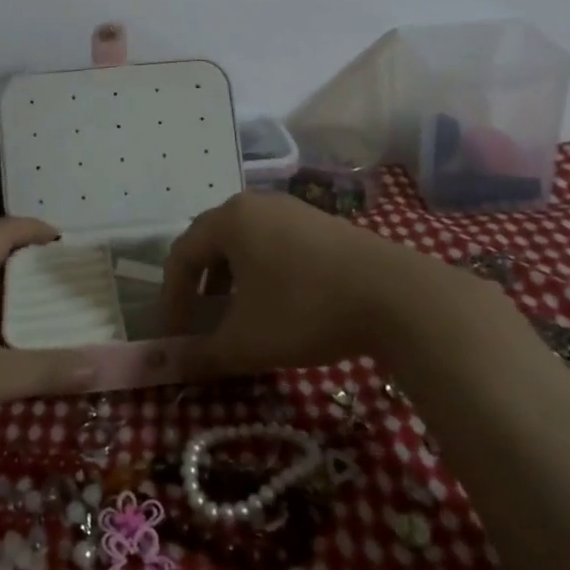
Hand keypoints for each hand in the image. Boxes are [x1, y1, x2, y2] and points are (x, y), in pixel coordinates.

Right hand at [162, 192, 430, 379]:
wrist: (398, 297)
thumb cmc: (305, 310)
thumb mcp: (246, 341)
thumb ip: (202, 355)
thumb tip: (171, 365)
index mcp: (229, 220)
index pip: (181, 255)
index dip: (171, 298)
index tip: (175, 335)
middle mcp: (256, 204)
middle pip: (212, 243)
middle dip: (200, 286)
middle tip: (202, 321)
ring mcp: (294, 209)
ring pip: (246, 243)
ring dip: (233, 279)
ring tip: (240, 314)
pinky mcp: (323, 223)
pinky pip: (276, 243)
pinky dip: (264, 272)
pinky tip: (281, 303)